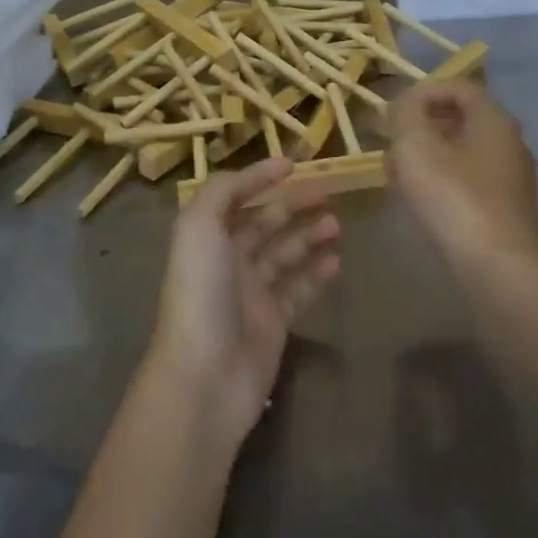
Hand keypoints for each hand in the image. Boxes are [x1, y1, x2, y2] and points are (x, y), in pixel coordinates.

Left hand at [149, 157, 340, 444]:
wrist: (206, 374)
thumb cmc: (201, 292)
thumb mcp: (199, 227)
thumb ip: (223, 190)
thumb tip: (257, 172)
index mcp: (207, 237)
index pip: (235, 196)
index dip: (260, 177)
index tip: (294, 163)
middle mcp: (228, 260)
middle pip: (265, 223)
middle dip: (293, 204)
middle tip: (329, 192)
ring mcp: (252, 292)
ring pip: (285, 254)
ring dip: (309, 235)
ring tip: (336, 223)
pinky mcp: (274, 322)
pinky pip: (299, 288)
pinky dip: (317, 272)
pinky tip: (337, 260)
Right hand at [388, 79, 537, 266]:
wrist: (497, 268)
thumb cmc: (454, 199)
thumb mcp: (417, 147)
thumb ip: (406, 115)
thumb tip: (405, 105)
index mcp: (494, 121)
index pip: (460, 87)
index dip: (423, 92)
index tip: (393, 113)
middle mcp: (509, 144)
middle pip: (461, 120)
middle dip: (421, 127)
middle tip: (391, 144)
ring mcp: (511, 179)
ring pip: (462, 153)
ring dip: (427, 156)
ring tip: (397, 175)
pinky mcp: (505, 210)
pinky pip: (468, 181)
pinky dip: (441, 181)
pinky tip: (419, 201)